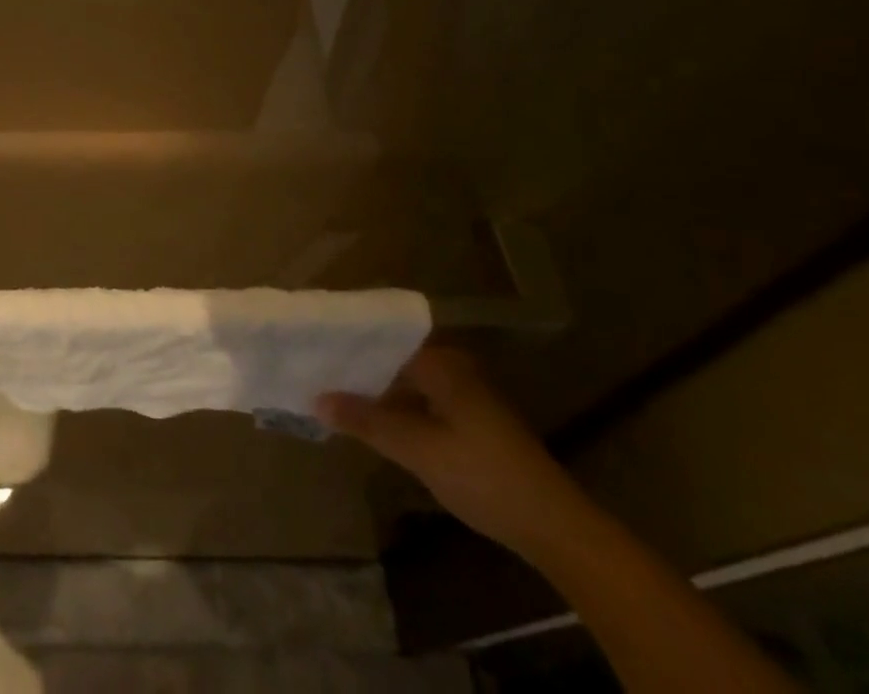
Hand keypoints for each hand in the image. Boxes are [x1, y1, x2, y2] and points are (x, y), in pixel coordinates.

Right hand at [317, 346, 594, 559]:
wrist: (555, 527)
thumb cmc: (483, 475)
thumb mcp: (418, 449)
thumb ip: (367, 421)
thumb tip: (317, 398)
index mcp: (441, 362)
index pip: (383, 341)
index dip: (348, 347)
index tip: (313, 351)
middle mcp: (453, 368)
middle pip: (394, 362)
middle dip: (359, 371)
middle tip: (317, 375)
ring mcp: (465, 395)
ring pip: (407, 385)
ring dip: (377, 394)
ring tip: (336, 399)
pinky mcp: (472, 422)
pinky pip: (422, 403)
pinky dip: (397, 411)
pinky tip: (375, 425)